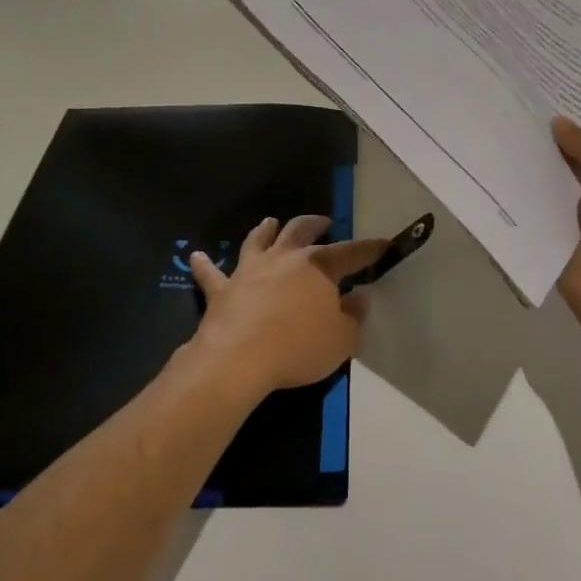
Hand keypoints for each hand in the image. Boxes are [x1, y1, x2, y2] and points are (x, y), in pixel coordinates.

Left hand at [186, 216, 385, 400]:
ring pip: (258, 240)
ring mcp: (250, 270)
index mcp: (319, 267)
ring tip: (269, 222)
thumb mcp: (342, 339)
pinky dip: (204, 264)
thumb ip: (354, 317)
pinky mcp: (222, 289)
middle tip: (324, 221)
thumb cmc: (299, 347)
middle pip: (300, 230)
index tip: (384, 243)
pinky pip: (211, 273)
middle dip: (315, 223)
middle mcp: (285, 258)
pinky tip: (196, 256)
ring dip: (266, 229)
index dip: (370, 248)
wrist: (239, 359)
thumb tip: (361, 297)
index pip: (352, 253)